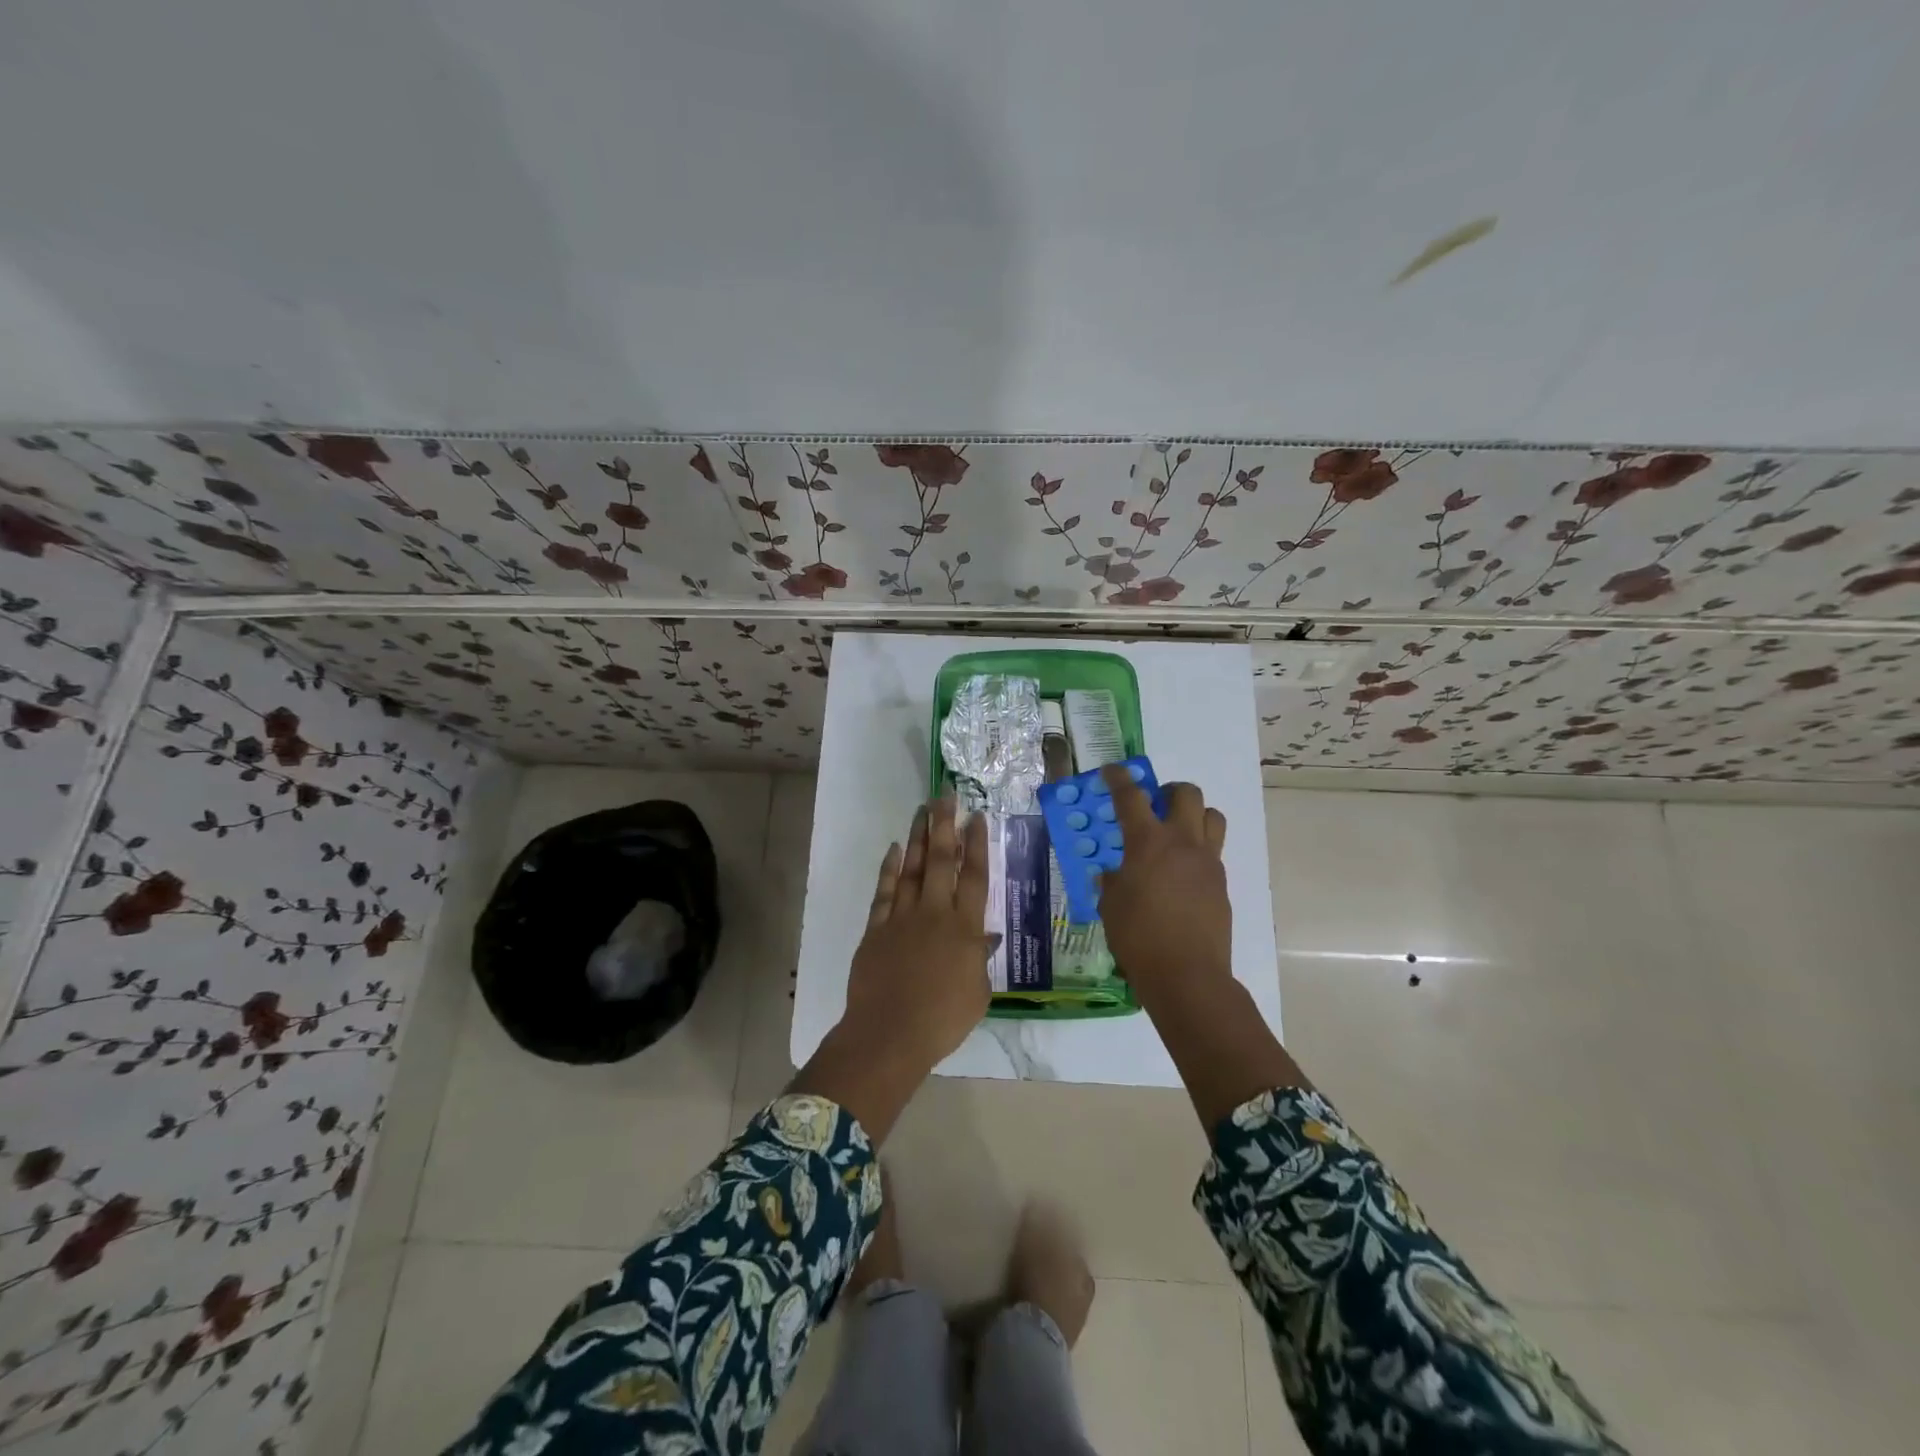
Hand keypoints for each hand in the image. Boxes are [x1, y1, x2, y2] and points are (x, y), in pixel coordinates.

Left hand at [842, 797, 993, 1071]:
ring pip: (913, 868)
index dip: (977, 845)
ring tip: (922, 811)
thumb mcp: (977, 993)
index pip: (974, 877)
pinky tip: (895, 849)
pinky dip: (890, 868)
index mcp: (964, 929)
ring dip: (919, 838)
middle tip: (945, 796)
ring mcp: (902, 918)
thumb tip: (985, 936)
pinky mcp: (877, 928)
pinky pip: (885, 891)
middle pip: (942, 861)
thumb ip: (980, 959)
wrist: (889, 1034)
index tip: (977, 817)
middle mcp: (935, 913)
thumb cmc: (942, 1020)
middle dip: (945, 825)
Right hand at [1095, 766, 1306, 1127]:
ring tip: (1176, 832)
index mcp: (1148, 842)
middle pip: (1186, 794)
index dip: (1119, 778)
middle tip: (1154, 804)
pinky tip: (1181, 875)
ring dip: (1194, 814)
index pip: (1131, 796)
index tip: (1113, 770)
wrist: (1187, 975)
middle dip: (1168, 790)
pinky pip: (1213, 852)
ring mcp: (1207, 862)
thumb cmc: (1138, 938)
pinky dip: (1198, 850)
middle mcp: (1182, 842)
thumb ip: (1113, 880)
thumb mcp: (1111, 905)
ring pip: (1211, 816)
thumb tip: (1115, 874)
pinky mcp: (1221, 884)